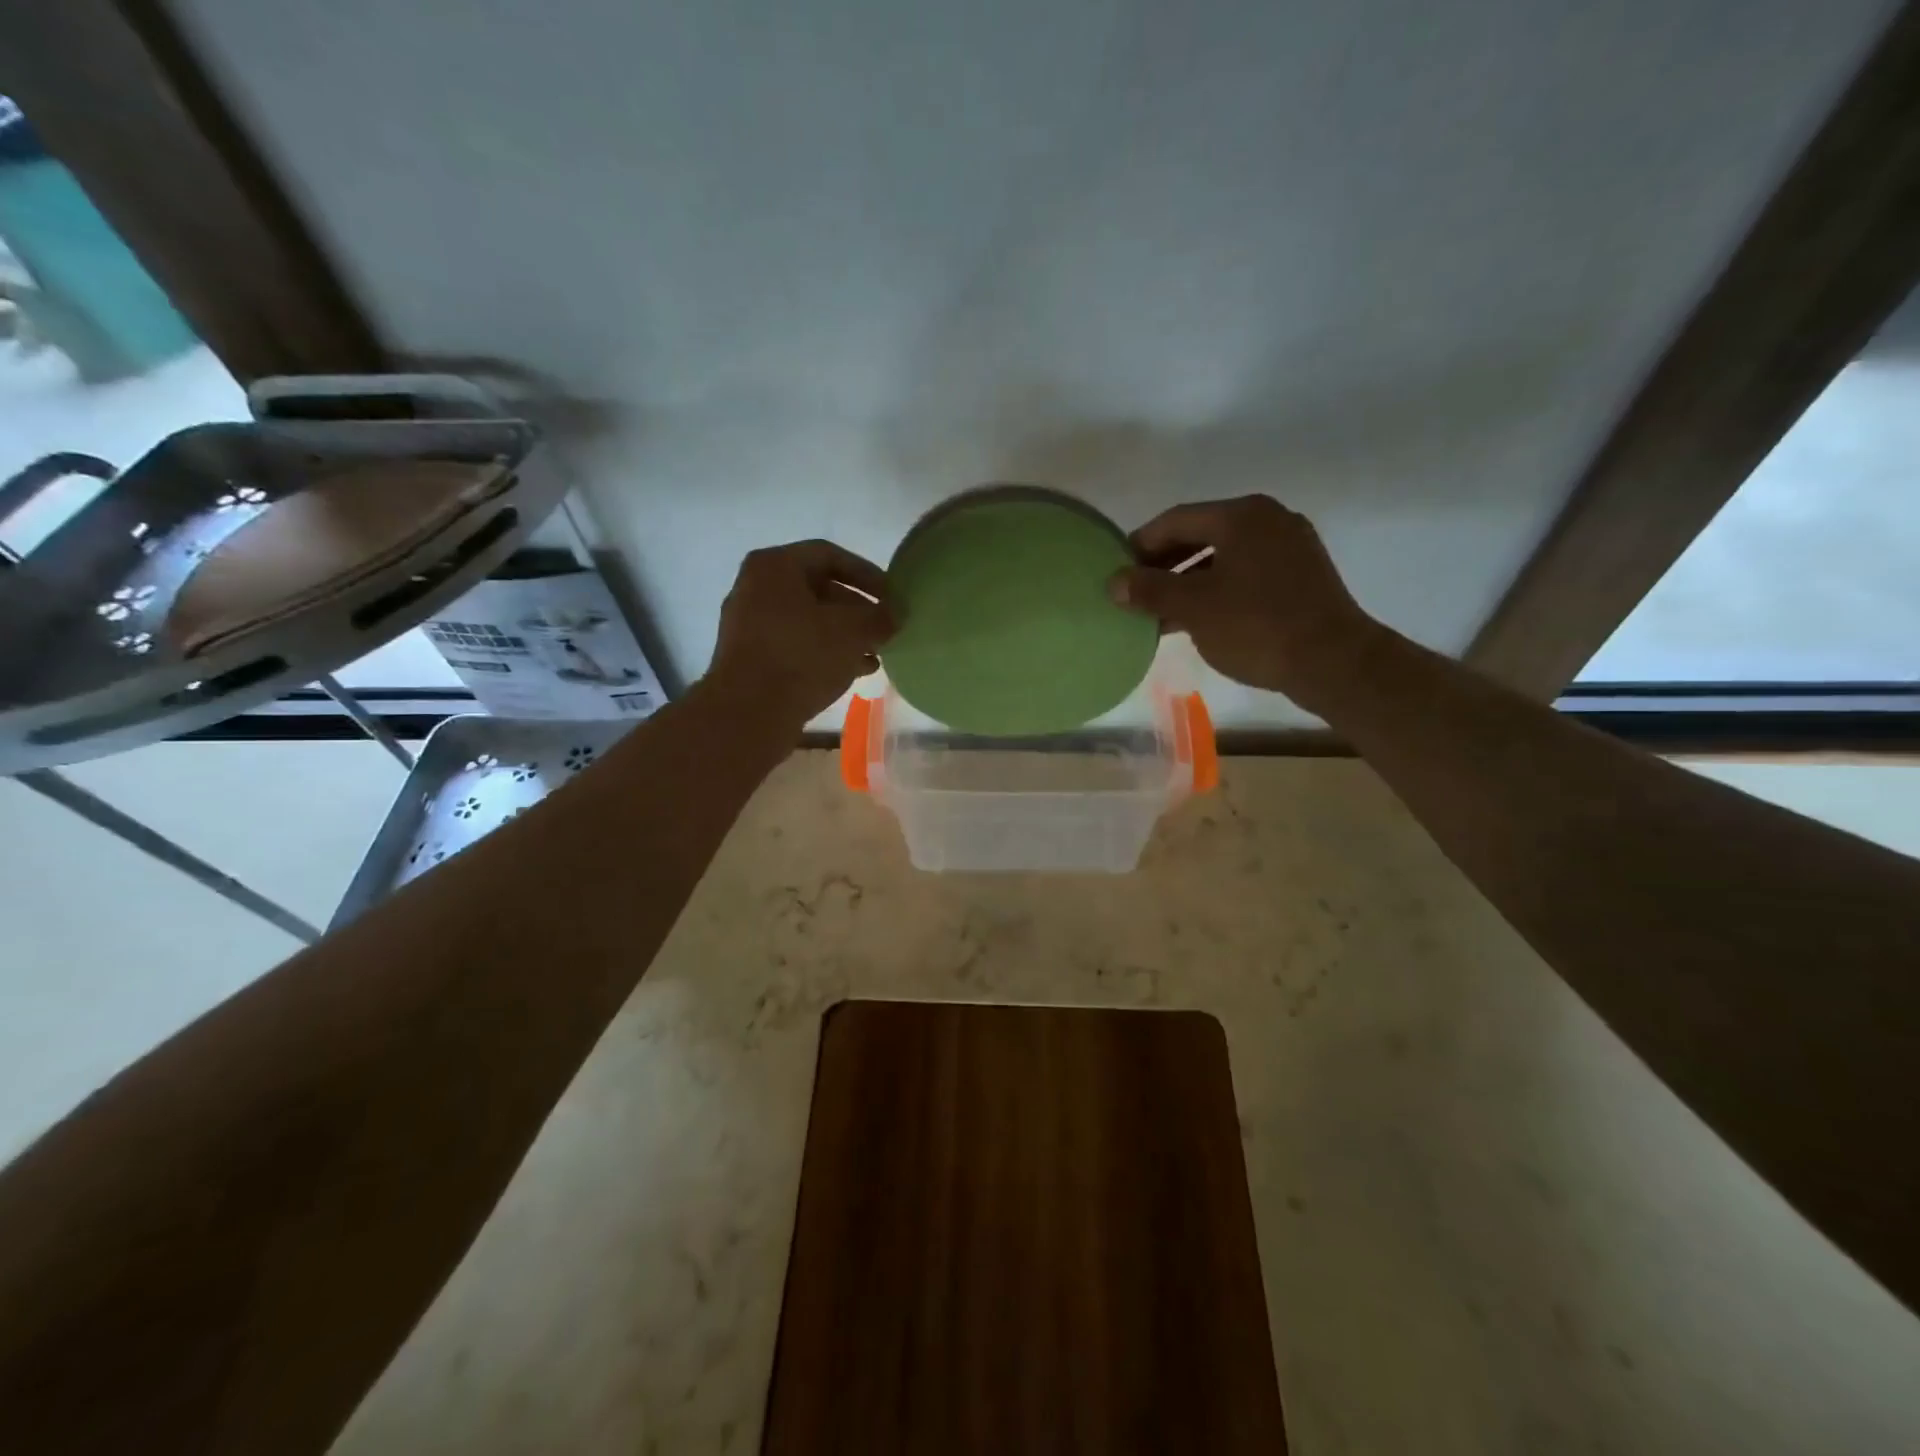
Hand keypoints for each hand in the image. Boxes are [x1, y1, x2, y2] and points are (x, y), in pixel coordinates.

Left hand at [707, 540, 894, 723]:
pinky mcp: (751, 658)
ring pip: (809, 621)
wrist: (749, 713)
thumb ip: (880, 617)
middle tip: (885, 627)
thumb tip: (895, 615)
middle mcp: (755, 588)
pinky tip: (856, 671)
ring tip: (876, 652)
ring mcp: (749, 625)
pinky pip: (796, 645)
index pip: (830, 555)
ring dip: (845, 635)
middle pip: (818, 589)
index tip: (892, 596)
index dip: (867, 573)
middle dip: (857, 609)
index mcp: (774, 566)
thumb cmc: (802, 655)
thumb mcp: (853, 631)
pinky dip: (826, 652)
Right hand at [1110, 496, 1378, 713]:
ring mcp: (1290, 548)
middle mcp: (1269, 520)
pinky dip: (1216, 592)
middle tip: (1134, 593)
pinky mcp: (1301, 577)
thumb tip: (1113, 582)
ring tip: (1159, 613)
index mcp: (1242, 515)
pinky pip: (1245, 575)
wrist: (1333, 662)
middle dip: (1164, 565)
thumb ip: (1149, 590)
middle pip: (1201, 535)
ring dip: (1187, 583)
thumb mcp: (1193, 607)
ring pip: (1223, 558)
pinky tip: (1197, 620)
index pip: (1176, 520)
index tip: (1117, 570)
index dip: (1140, 544)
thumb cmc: (1256, 626)